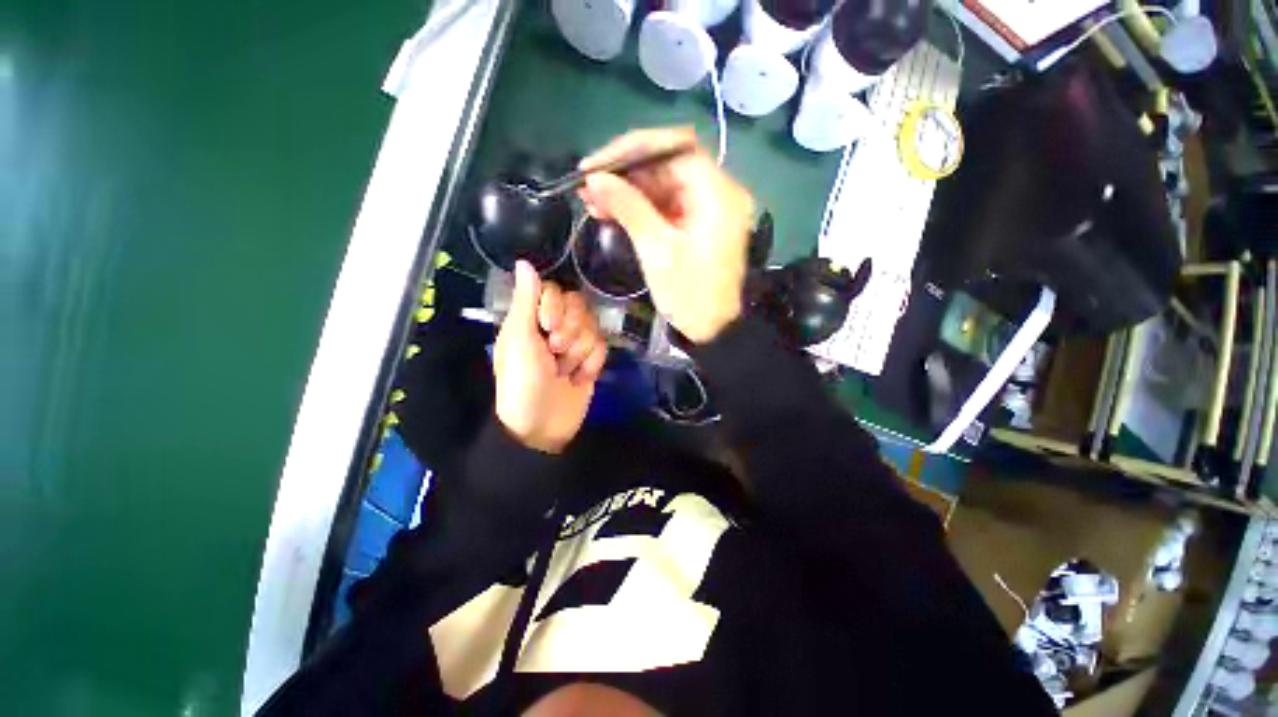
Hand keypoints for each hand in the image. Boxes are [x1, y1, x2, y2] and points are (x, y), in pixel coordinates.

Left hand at [494, 261, 607, 453]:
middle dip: (570, 332)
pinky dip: (591, 364)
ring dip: (579, 352)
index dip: (556, 306)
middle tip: (555, 352)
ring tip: (564, 371)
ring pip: (592, 327)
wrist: (542, 427)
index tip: (547, 326)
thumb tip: (525, 262)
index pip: (555, 290)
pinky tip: (579, 378)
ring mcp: (574, 344)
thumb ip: (526, 301)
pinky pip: (602, 347)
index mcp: (531, 319)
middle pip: (579, 306)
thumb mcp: (519, 341)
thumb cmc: (522, 383)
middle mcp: (554, 326)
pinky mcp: (590, 360)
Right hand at [579, 127, 754, 343]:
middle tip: (589, 186)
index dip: (632, 151)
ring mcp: (709, 209)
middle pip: (668, 166)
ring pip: (664, 186)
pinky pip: (668, 206)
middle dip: (626, 174)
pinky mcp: (699, 225)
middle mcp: (719, 193)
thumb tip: (594, 179)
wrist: (713, 330)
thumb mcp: (657, 250)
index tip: (596, 165)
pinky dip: (641, 208)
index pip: (675, 148)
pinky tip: (612, 213)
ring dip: (629, 192)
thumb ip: (628, 207)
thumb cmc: (690, 295)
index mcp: (718, 194)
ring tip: (593, 201)